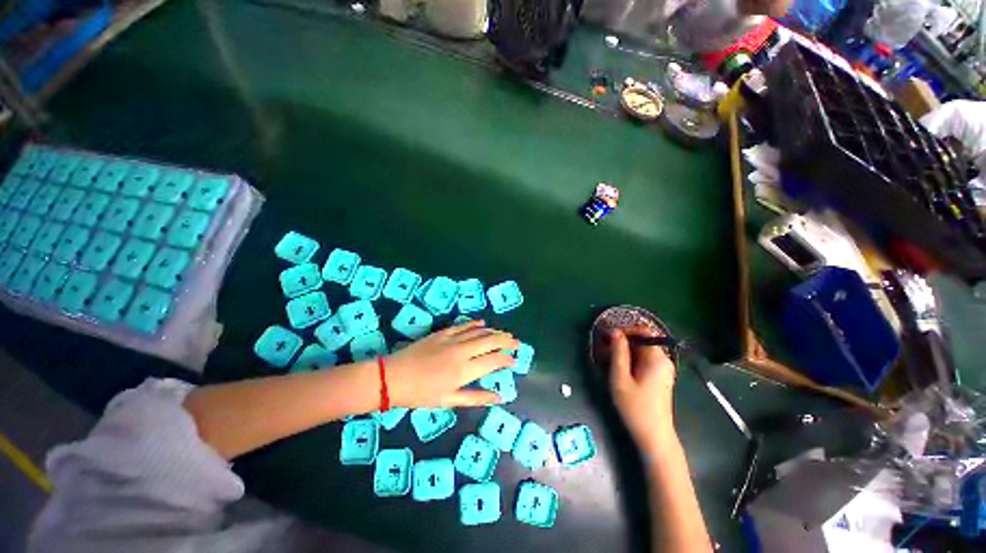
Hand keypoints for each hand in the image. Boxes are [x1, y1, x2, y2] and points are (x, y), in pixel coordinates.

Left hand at [385, 320, 517, 407]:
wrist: (394, 377)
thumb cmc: (421, 393)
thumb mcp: (449, 400)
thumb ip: (476, 397)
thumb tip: (499, 398)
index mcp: (464, 370)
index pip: (493, 360)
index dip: (506, 359)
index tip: (514, 360)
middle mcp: (462, 351)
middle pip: (490, 341)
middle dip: (506, 341)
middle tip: (516, 342)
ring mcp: (452, 339)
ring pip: (479, 331)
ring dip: (494, 331)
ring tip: (505, 333)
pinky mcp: (443, 332)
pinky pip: (463, 325)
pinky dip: (475, 324)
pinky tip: (483, 323)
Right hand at [609, 329, 678, 453]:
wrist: (654, 436)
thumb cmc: (635, 407)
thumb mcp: (620, 378)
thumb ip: (618, 353)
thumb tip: (615, 332)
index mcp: (657, 358)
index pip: (644, 331)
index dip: (626, 330)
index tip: (609, 336)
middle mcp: (664, 360)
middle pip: (643, 340)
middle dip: (624, 340)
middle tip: (606, 347)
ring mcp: (663, 369)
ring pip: (643, 349)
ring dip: (626, 350)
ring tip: (610, 358)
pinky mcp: (660, 376)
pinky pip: (645, 359)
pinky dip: (632, 358)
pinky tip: (620, 368)